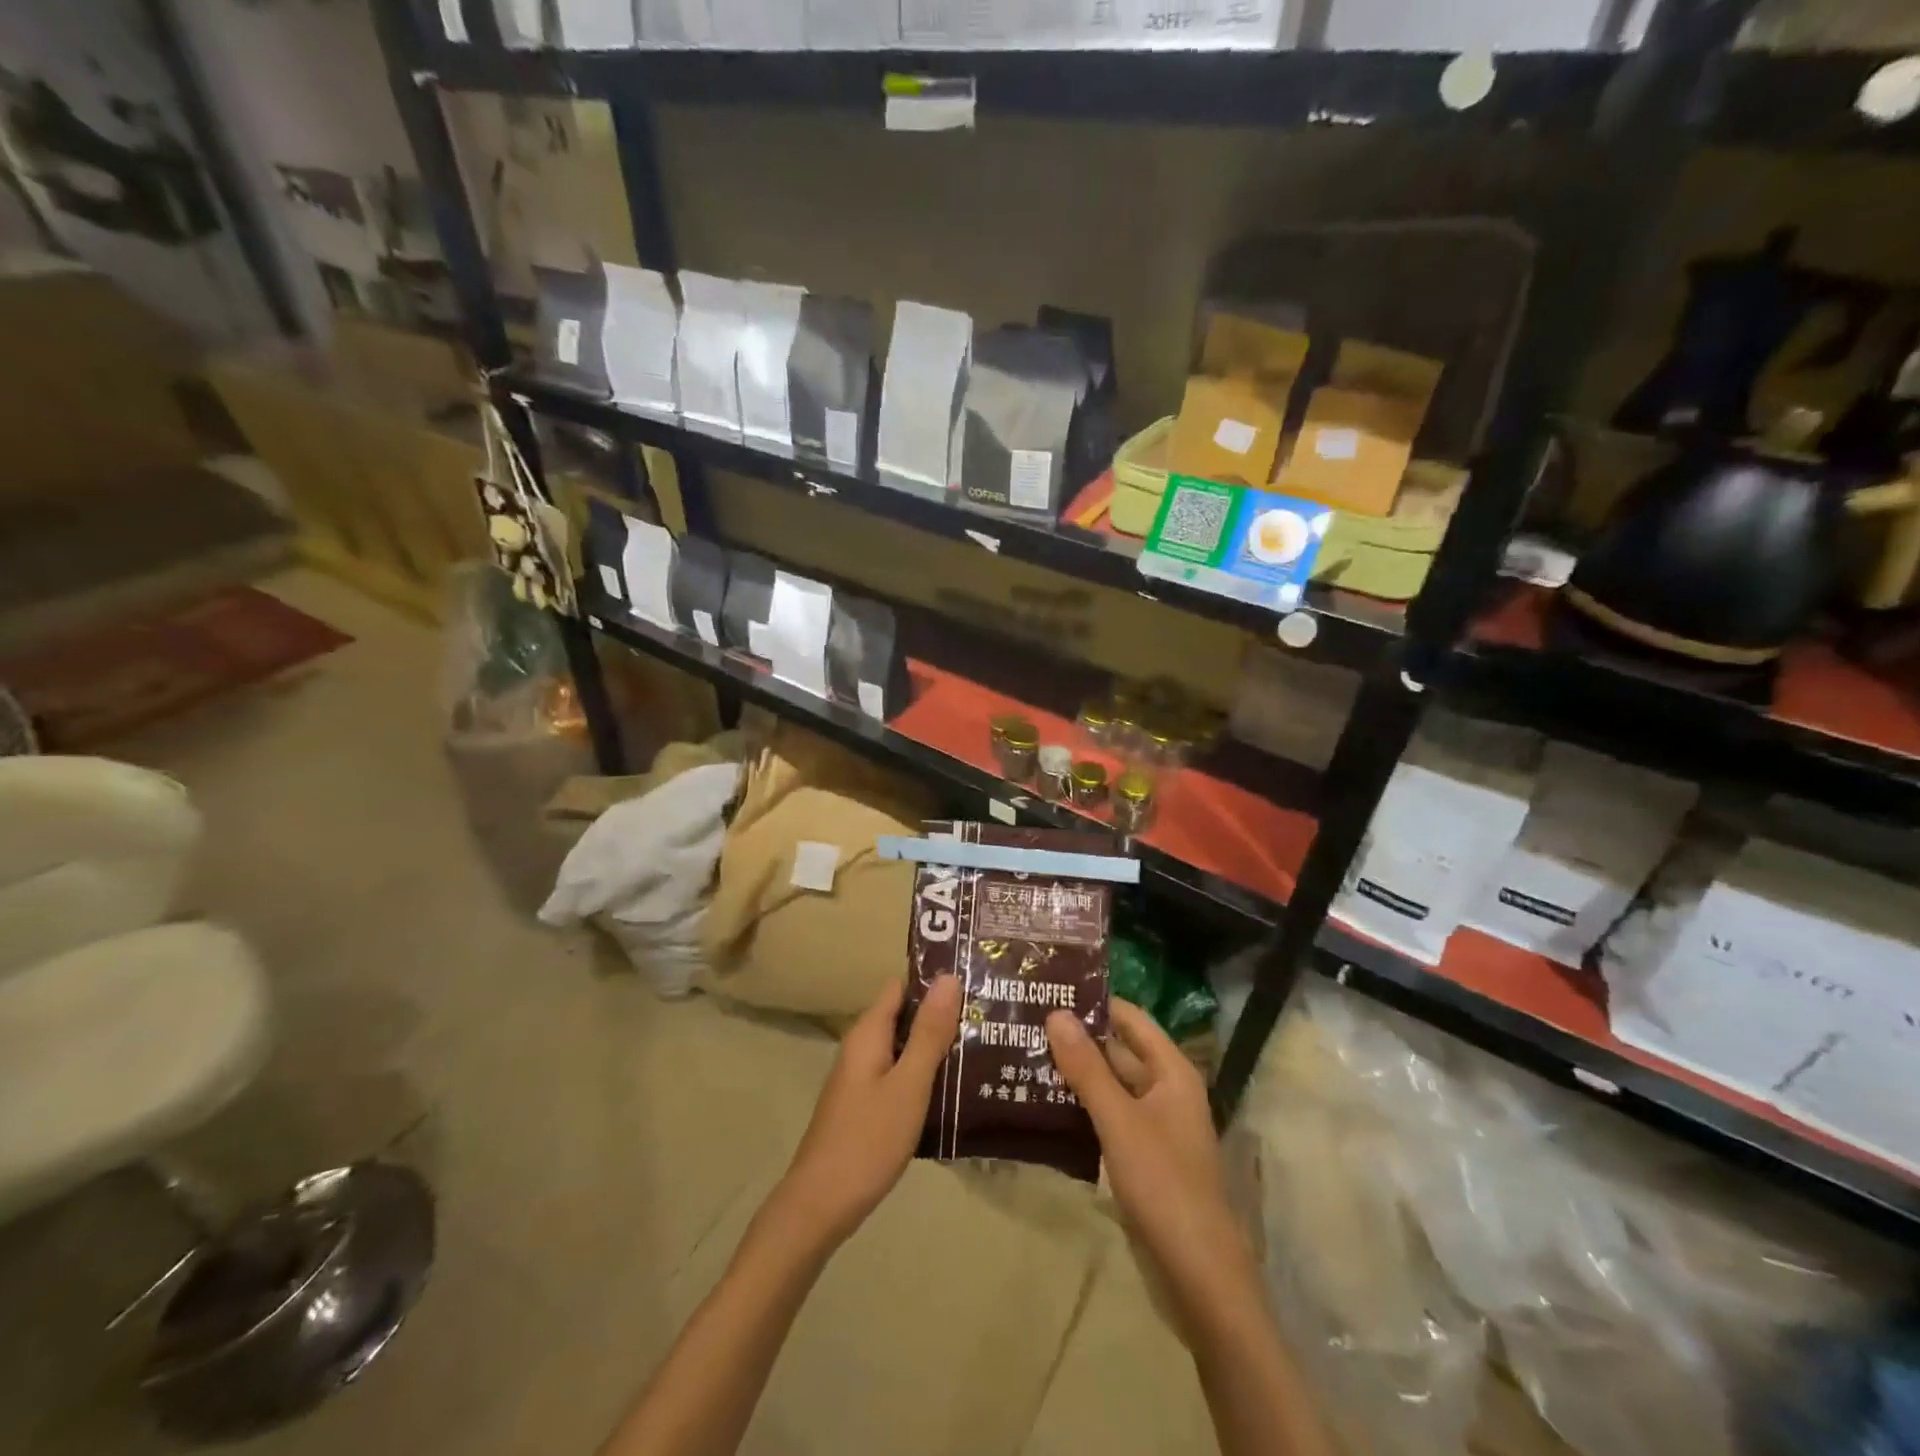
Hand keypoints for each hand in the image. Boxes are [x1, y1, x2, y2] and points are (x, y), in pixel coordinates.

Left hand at [771, 975, 961, 1251]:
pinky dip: (923, 1076)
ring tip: (981, 1049)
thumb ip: (929, 1033)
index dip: (934, 982)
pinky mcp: (865, 1106)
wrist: (820, 1207)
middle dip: (941, 1017)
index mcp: (868, 1034)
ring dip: (935, 1048)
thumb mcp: (908, 1084)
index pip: (901, 987)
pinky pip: (898, 1076)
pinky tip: (954, 1091)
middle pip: (904, 1017)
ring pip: (903, 1049)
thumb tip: (948, 977)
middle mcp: (861, 1048)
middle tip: (986, 1019)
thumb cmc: (867, 1140)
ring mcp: (861, 1079)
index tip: (973, 984)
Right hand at [1046, 1001, 1257, 1337]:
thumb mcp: (1119, 1119)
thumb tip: (1056, 1013)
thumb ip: (1087, 1067)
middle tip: (1027, 1022)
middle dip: (1078, 1038)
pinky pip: (1109, 1115)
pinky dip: (1082, 1105)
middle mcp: (1166, 1089)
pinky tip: (1045, 1102)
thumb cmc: (1163, 1183)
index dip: (1094, 1002)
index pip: (1129, 1018)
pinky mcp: (1143, 1155)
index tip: (1049, 990)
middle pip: (1119, 1050)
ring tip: (1026, 1054)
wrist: (1198, 1273)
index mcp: (1172, 1071)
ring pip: (1112, 1085)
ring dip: (1077, 1072)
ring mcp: (1155, 1124)